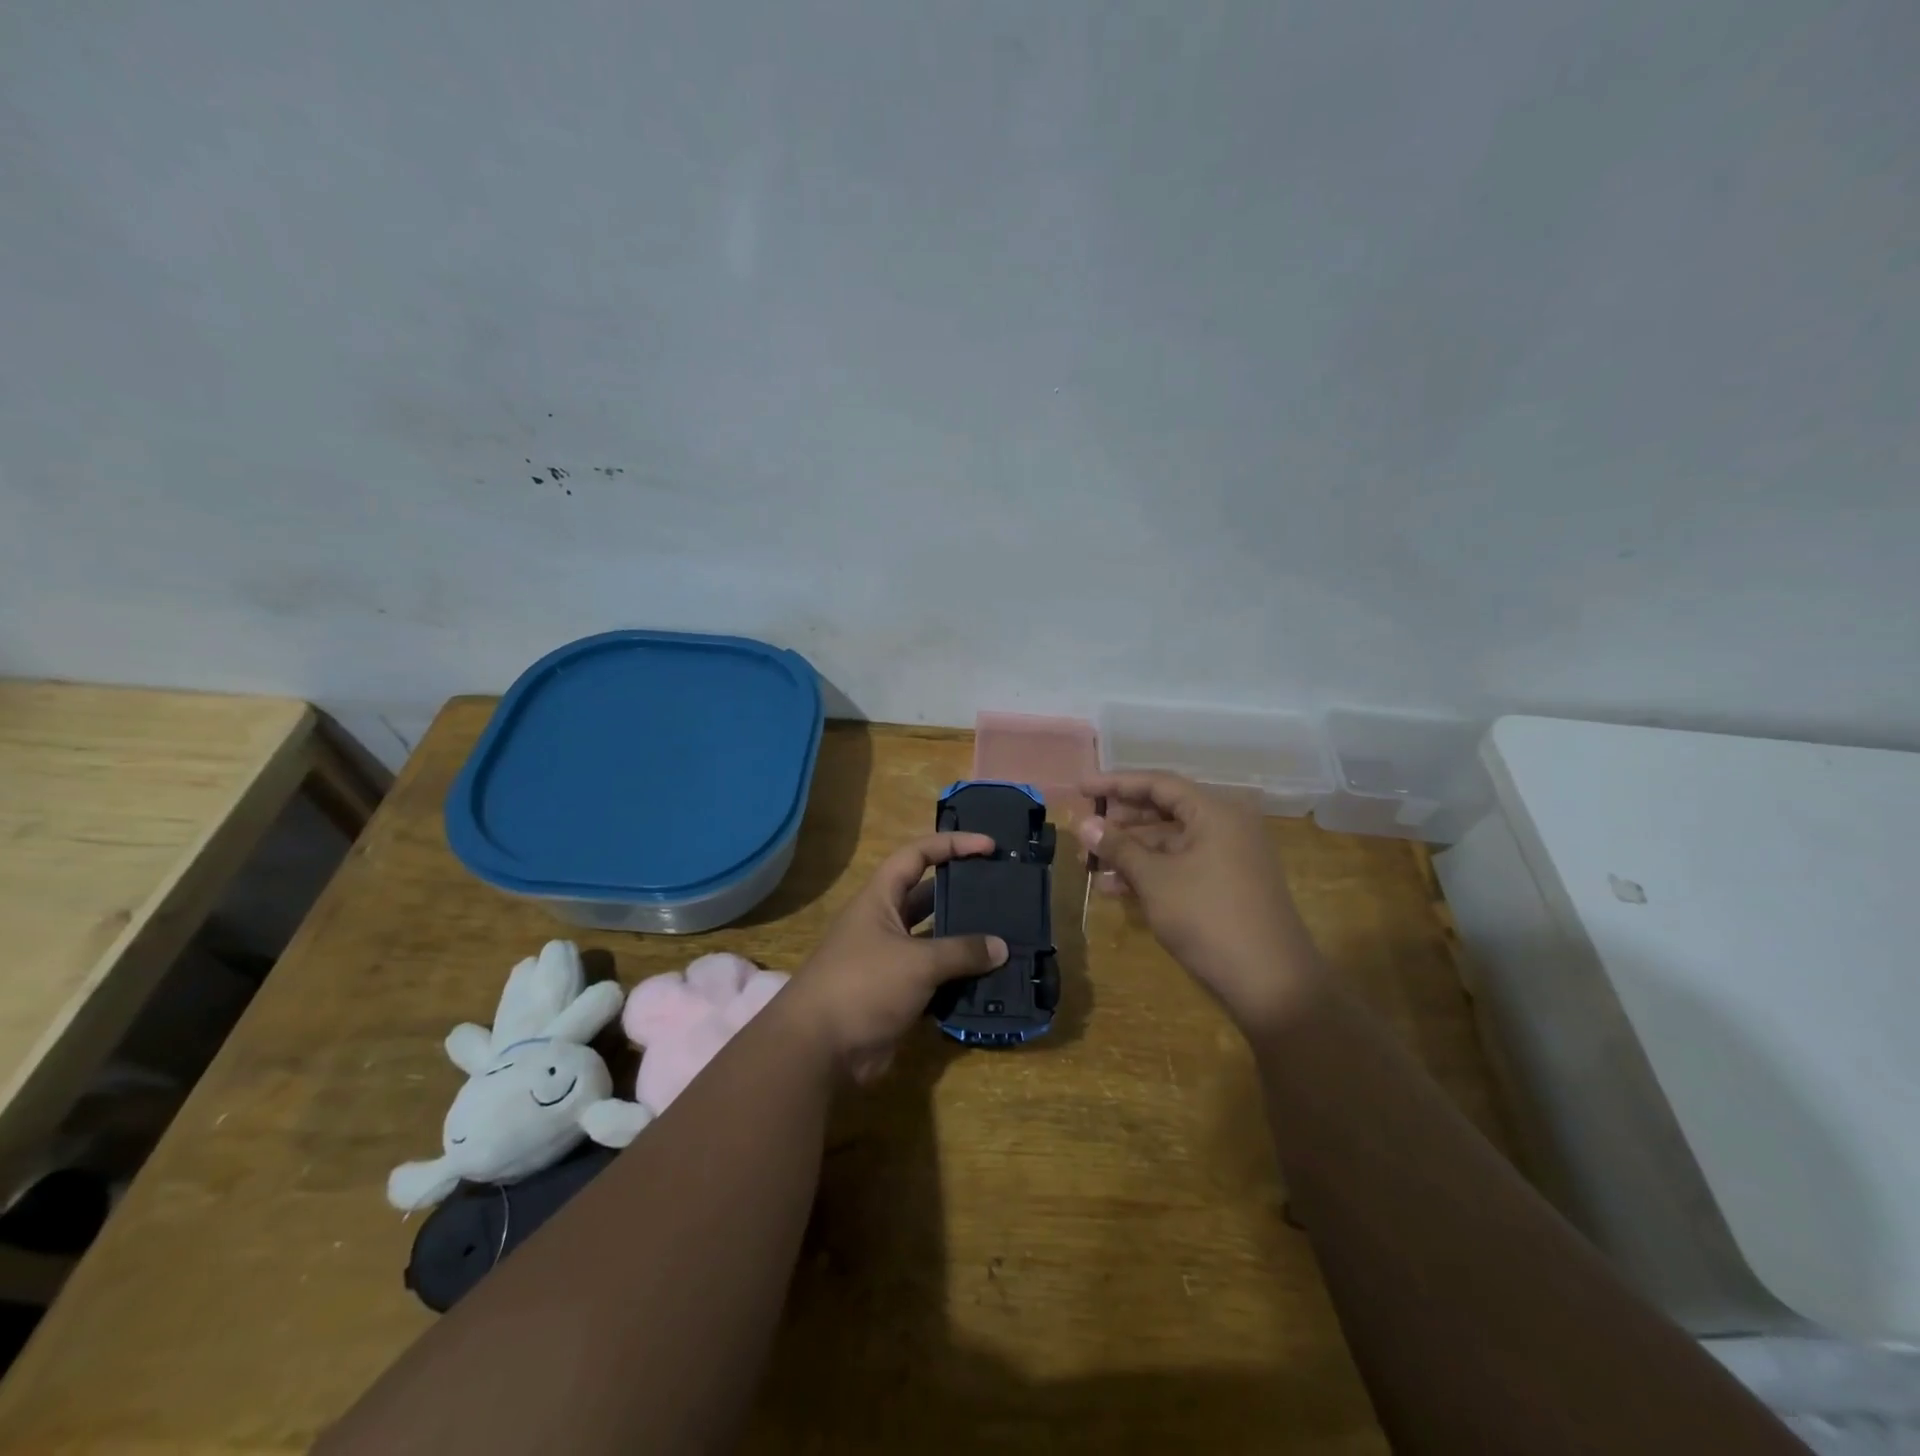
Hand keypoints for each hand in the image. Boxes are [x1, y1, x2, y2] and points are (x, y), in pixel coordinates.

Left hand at [781, 832, 1008, 1082]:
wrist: (819, 1050)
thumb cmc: (863, 985)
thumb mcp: (916, 962)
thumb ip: (961, 951)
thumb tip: (1001, 947)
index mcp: (880, 899)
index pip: (917, 855)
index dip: (951, 844)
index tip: (989, 846)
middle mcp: (885, 923)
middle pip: (929, 897)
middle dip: (963, 892)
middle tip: (1004, 891)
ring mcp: (891, 961)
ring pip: (935, 941)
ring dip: (966, 941)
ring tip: (1007, 935)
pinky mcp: (898, 995)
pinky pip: (936, 978)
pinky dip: (960, 978)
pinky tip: (992, 980)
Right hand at [1075, 772, 1321, 1034]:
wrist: (1272, 984)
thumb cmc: (1209, 918)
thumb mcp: (1155, 880)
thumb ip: (1118, 847)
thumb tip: (1083, 824)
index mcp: (1215, 813)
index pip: (1158, 784)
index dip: (1115, 784)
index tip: (1080, 788)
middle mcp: (1226, 827)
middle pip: (1164, 812)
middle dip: (1120, 824)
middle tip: (1083, 833)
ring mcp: (1229, 858)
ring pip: (1170, 843)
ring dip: (1130, 852)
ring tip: (1090, 866)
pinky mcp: (1227, 886)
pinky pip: (1181, 866)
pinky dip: (1150, 873)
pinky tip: (1116, 889)